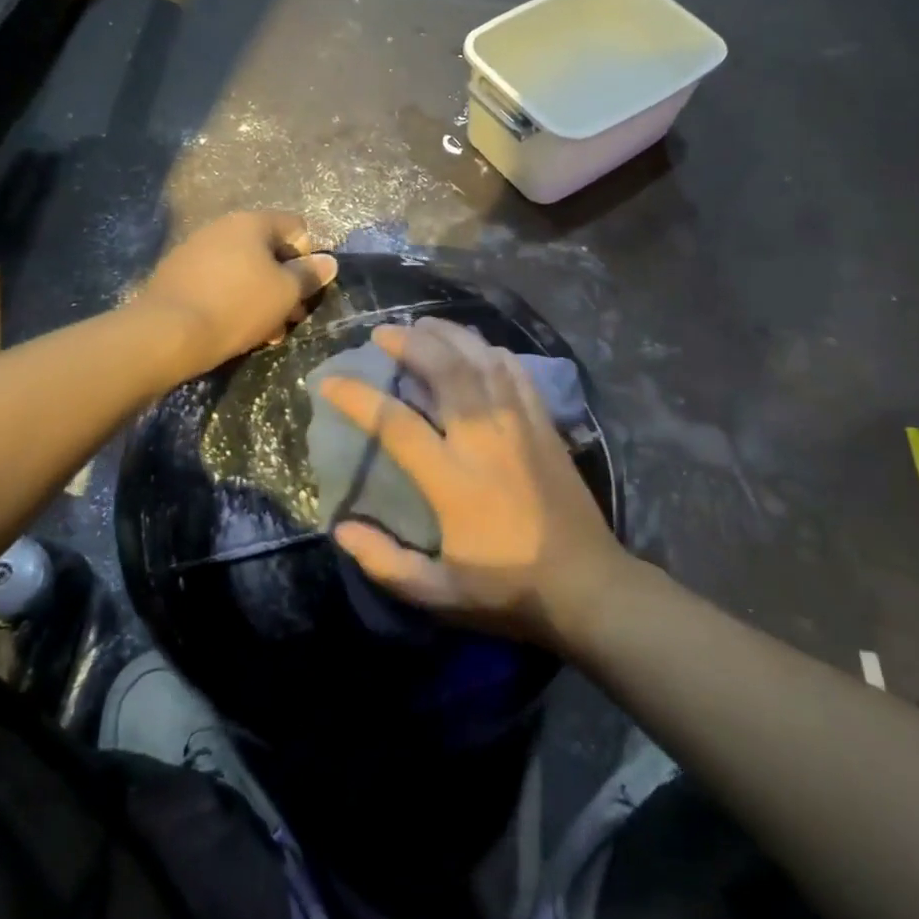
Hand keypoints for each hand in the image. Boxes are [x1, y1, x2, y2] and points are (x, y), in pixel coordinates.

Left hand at [139, 211, 337, 375]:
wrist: (166, 333)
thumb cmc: (237, 306)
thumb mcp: (285, 293)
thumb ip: (310, 275)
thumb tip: (328, 261)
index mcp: (251, 222)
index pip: (296, 227)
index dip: (309, 257)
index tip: (306, 289)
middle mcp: (222, 227)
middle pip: (268, 251)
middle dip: (284, 284)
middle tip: (290, 318)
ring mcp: (195, 249)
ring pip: (244, 271)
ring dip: (261, 297)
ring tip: (265, 333)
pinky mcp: (177, 275)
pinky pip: (218, 282)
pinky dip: (233, 301)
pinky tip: (235, 329)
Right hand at [318, 318, 628, 649]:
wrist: (588, 585)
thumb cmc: (509, 590)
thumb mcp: (440, 593)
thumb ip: (387, 563)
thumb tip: (341, 530)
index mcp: (454, 479)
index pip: (395, 423)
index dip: (357, 398)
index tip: (330, 382)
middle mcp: (485, 438)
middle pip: (445, 369)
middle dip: (410, 343)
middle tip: (383, 333)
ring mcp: (520, 425)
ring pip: (482, 360)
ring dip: (449, 335)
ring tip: (422, 325)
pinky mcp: (545, 424)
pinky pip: (516, 373)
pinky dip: (490, 351)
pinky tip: (476, 347)